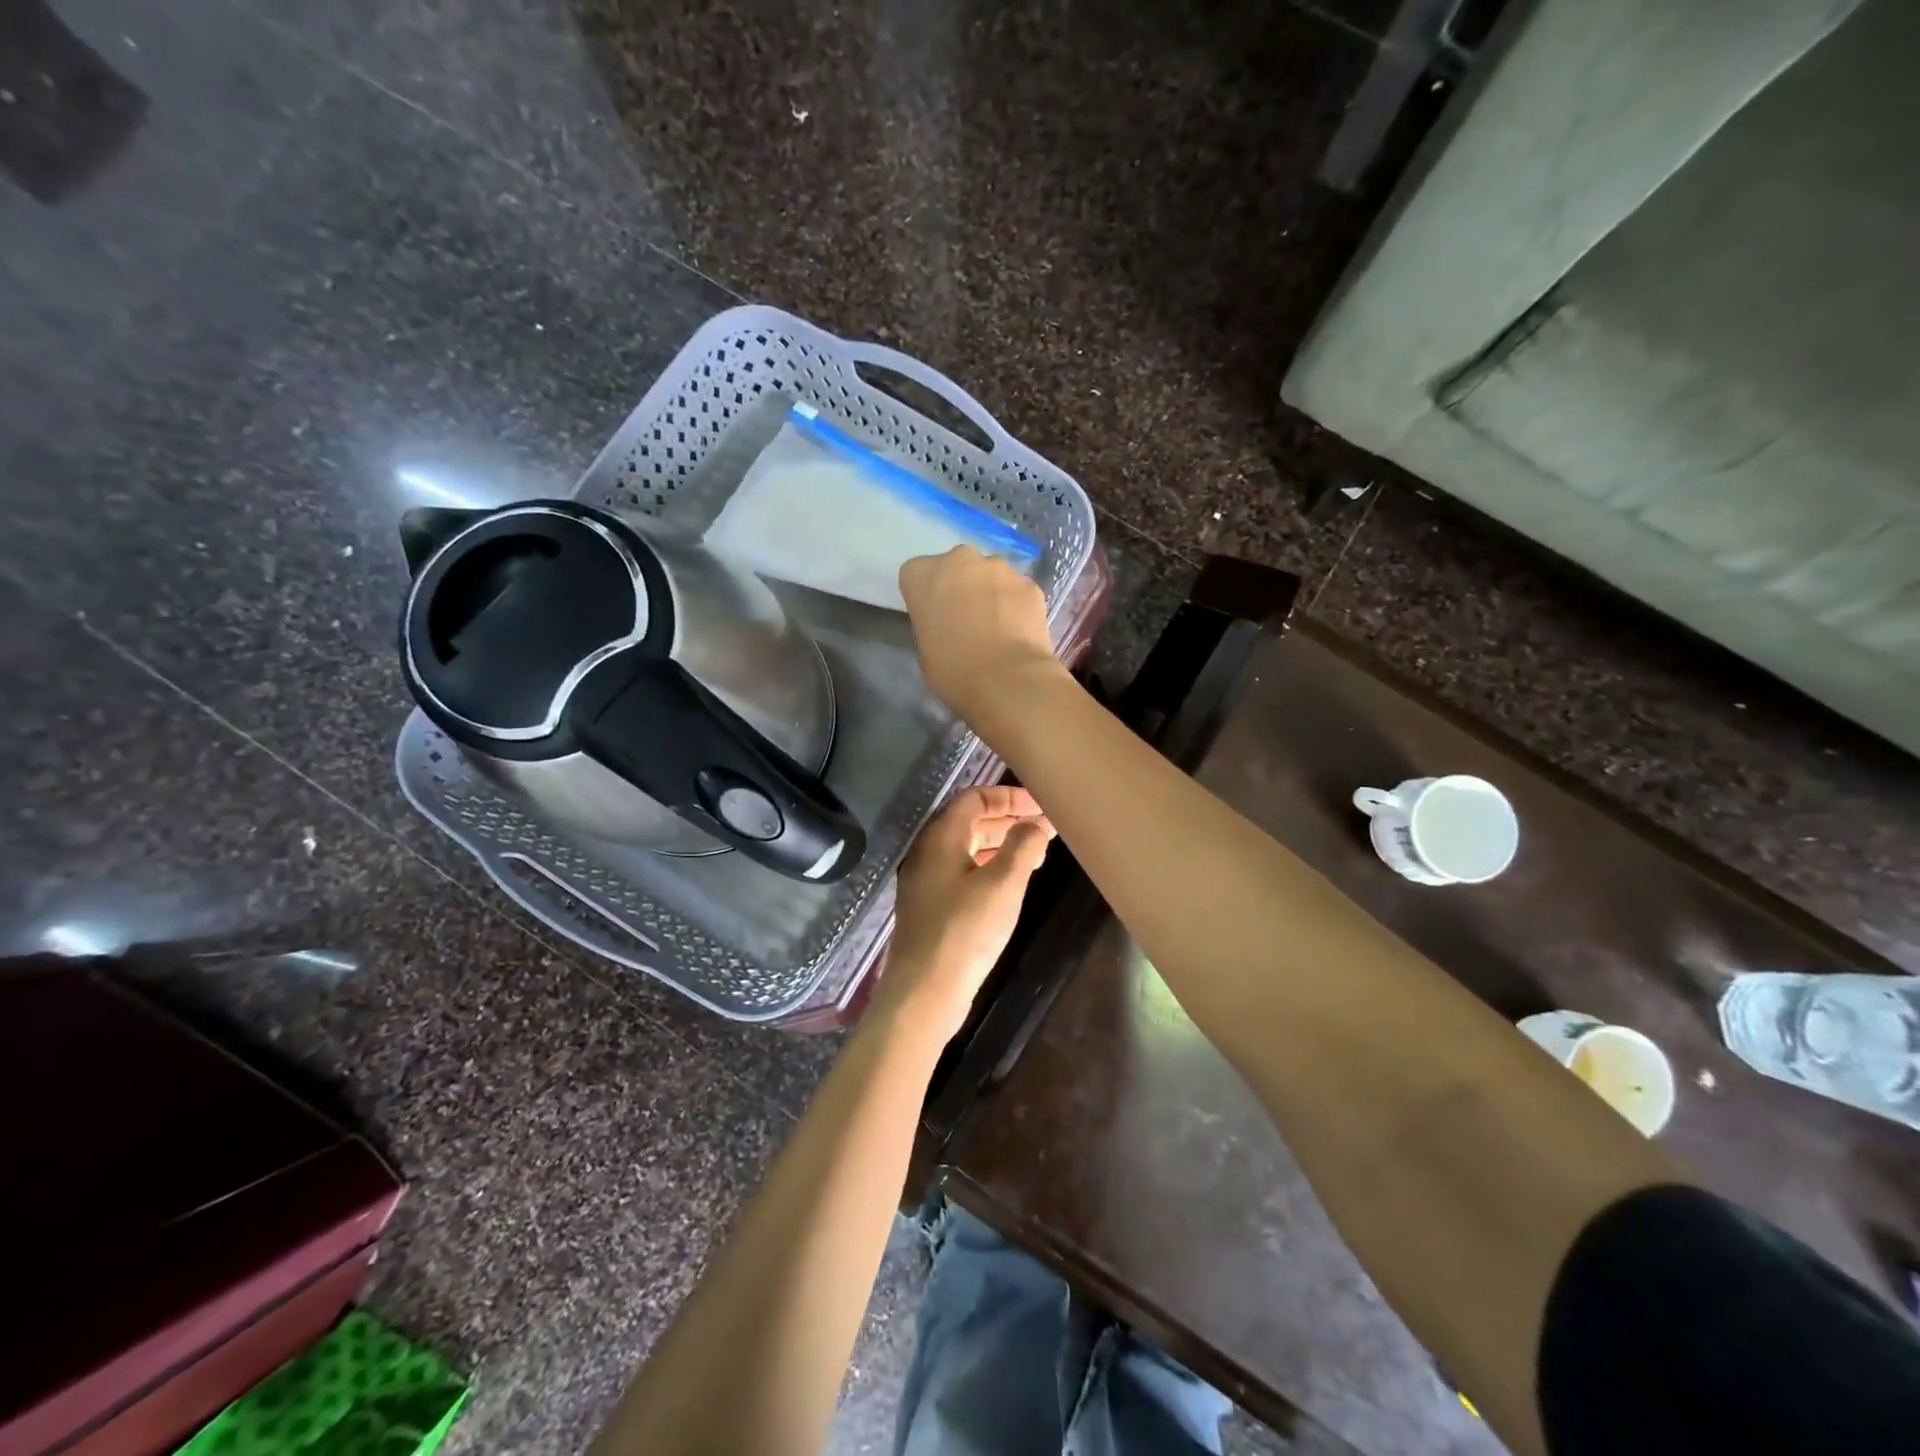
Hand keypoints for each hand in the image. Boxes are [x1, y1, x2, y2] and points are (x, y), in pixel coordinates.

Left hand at [875, 785, 1055, 1044]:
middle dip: (1006, 819)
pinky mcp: (929, 908)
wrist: (924, 992)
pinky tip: (1008, 885)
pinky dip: (987, 868)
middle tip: (1043, 827)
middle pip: (968, 821)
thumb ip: (1022, 846)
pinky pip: (961, 873)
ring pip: (965, 849)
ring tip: (1034, 853)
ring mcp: (925, 882)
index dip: (1008, 796)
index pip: (974, 798)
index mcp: (941, 838)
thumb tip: (1035, 824)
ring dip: (998, 845)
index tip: (1040, 805)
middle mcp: (927, 853)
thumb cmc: (966, 931)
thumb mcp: (1003, 884)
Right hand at [898, 546, 1066, 733]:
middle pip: (957, 566)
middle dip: (961, 586)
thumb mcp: (925, 649)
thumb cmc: (953, 670)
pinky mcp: (1029, 584)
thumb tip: (948, 626)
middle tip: (966, 618)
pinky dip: (1017, 605)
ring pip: (991, 575)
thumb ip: (933, 624)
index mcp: (923, 575)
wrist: (1006, 680)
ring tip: (997, 627)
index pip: (917, 574)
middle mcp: (960, 560)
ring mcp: (999, 569)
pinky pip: (1018, 591)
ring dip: (991, 592)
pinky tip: (1018, 632)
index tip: (934, 617)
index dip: (926, 595)